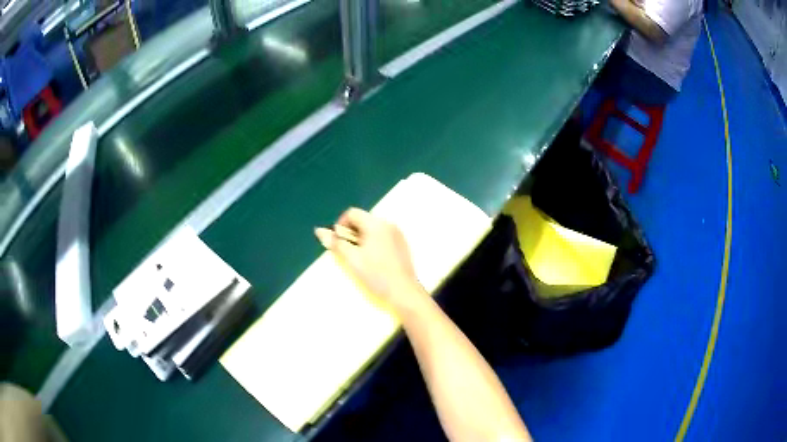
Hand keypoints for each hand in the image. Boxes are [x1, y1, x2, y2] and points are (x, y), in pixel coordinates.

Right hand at [315, 208, 427, 315]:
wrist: (404, 292)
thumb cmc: (376, 275)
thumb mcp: (352, 259)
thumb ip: (336, 243)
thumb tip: (319, 231)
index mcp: (376, 224)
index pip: (352, 213)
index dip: (341, 225)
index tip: (338, 242)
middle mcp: (388, 224)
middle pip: (363, 220)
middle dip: (351, 233)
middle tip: (348, 252)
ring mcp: (397, 234)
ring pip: (372, 229)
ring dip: (361, 239)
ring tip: (360, 259)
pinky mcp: (402, 245)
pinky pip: (383, 237)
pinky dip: (373, 243)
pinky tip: (373, 262)